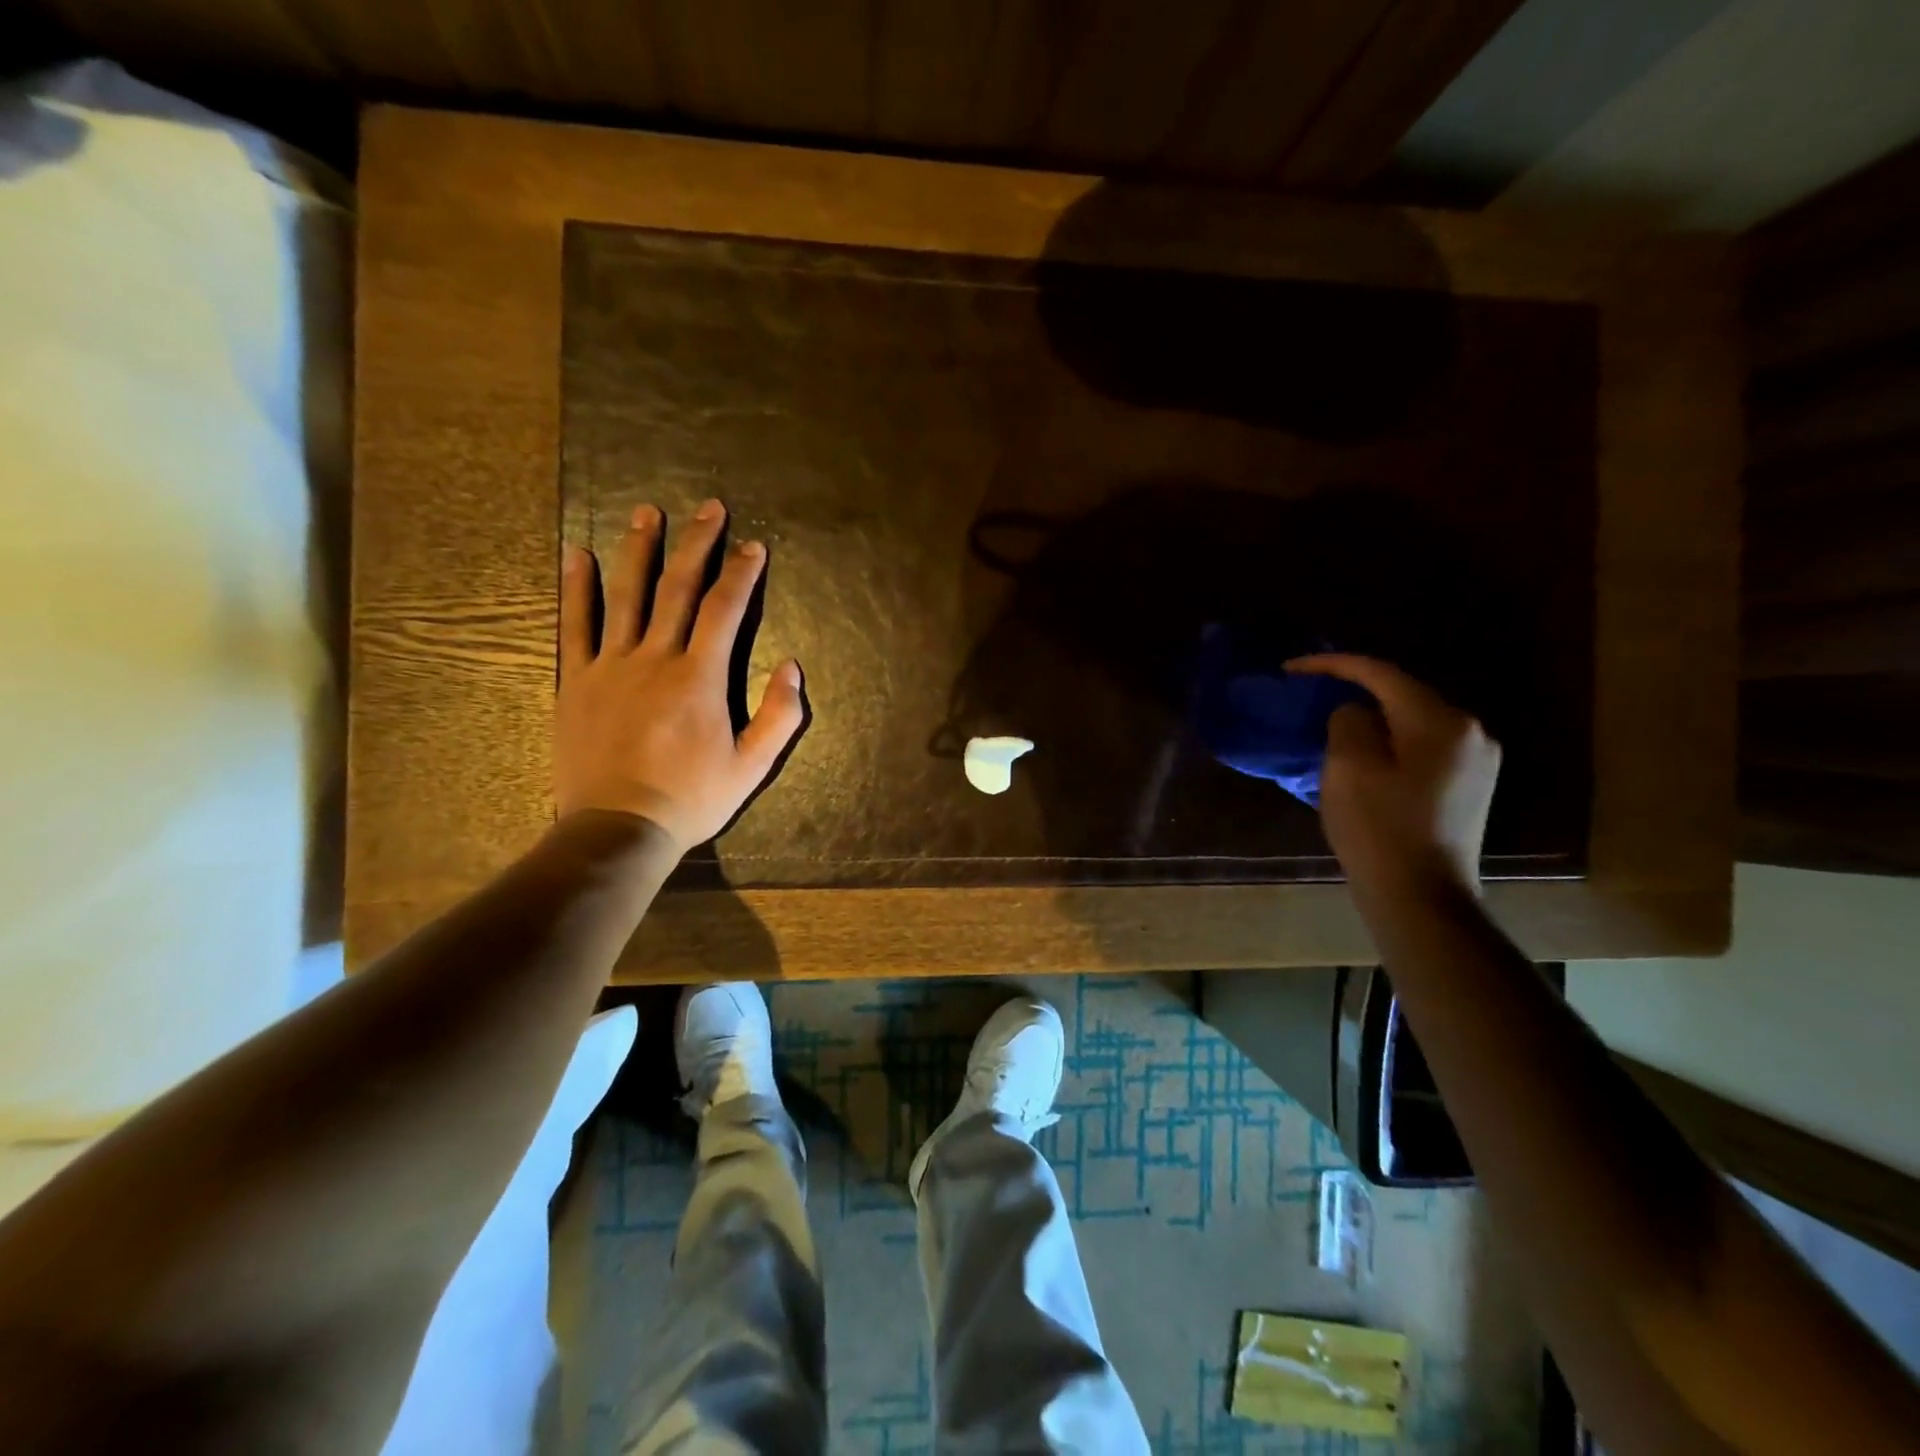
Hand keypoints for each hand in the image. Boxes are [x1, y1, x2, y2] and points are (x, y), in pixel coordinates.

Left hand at [555, 499, 804, 850]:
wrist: (619, 828)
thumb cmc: (691, 799)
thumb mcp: (752, 766)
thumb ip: (779, 716)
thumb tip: (794, 666)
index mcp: (700, 677)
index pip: (725, 610)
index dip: (742, 574)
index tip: (754, 546)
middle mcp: (655, 658)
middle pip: (677, 588)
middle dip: (697, 544)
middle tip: (708, 508)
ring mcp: (610, 666)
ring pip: (626, 595)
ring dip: (638, 550)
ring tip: (646, 512)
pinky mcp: (576, 681)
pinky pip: (574, 625)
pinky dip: (577, 588)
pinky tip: (578, 556)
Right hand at [1288, 655, 1500, 898]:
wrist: (1422, 898)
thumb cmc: (1379, 829)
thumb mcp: (1348, 767)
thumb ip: (1348, 721)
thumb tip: (1355, 713)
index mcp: (1440, 720)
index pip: (1381, 673)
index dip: (1332, 664)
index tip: (1291, 669)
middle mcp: (1470, 731)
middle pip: (1402, 694)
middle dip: (1354, 691)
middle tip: (1310, 697)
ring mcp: (1477, 761)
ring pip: (1412, 722)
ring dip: (1372, 719)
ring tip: (1332, 728)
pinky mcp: (1471, 787)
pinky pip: (1422, 747)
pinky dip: (1390, 743)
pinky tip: (1366, 759)